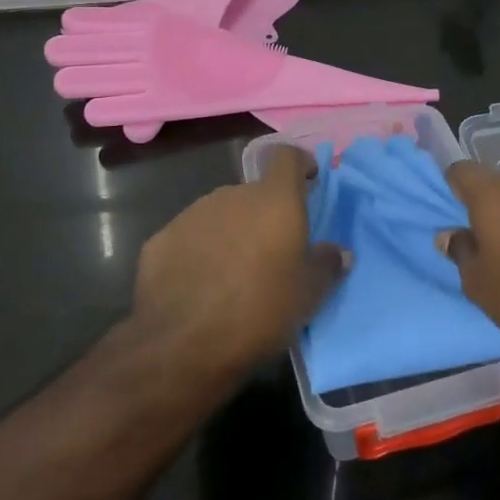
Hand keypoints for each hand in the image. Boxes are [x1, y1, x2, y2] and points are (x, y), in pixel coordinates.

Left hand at [131, 145, 346, 379]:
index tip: (309, 181)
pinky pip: (191, 238)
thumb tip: (338, 252)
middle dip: (265, 214)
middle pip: (254, 193)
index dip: (300, 164)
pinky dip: (200, 252)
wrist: (182, 343)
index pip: (287, 156)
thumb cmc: (260, 310)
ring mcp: (192, 214)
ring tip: (235, 273)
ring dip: (232, 233)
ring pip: (221, 214)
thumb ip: (327, 265)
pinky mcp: (161, 239)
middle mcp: (232, 195)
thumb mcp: (309, 295)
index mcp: (273, 200)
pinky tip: (201, 285)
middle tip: (273, 251)